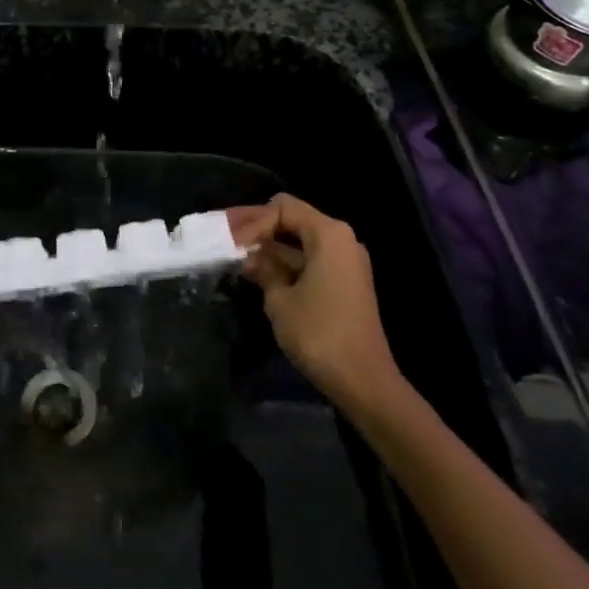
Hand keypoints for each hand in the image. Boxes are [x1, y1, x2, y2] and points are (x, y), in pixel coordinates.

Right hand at [228, 195, 403, 410]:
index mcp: (329, 234)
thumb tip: (252, 258)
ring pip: (300, 241)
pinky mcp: (345, 282)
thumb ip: (264, 269)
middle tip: (225, 238)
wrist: (363, 380)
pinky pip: (310, 259)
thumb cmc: (318, 333)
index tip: (230, 242)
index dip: (252, 221)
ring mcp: (346, 262)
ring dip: (270, 247)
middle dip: (259, 229)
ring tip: (236, 257)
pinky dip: (286, 262)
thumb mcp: (279, 299)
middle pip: (293, 219)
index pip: (282, 208)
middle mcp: (341, 240)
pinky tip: (260, 273)